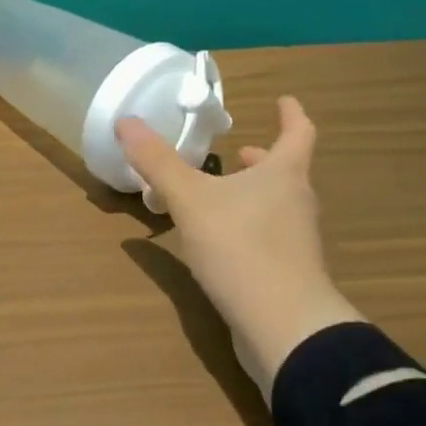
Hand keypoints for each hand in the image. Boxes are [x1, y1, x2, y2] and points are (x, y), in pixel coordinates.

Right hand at [118, 97, 362, 398]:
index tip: (283, 100)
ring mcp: (296, 241)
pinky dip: (247, 227)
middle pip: (285, 170)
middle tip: (236, 152)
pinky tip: (219, 242)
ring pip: (276, 205)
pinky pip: (267, 237)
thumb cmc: (241, 247)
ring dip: (253, 193)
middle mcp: (297, 202)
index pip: (299, 132)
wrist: (283, 325)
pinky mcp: (288, 273)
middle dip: (262, 159)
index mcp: (284, 174)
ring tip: (220, 194)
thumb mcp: (190, 200)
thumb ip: (158, 162)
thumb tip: (126, 121)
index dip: (291, 113)